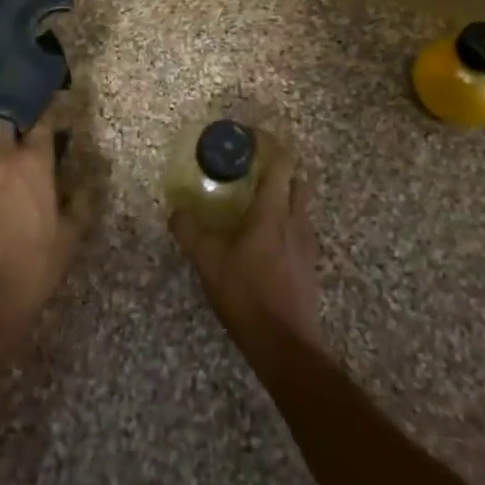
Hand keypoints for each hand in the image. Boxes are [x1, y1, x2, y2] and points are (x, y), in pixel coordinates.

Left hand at [0, 101, 83, 344]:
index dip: (47, 113)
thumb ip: (80, 200)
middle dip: (7, 122)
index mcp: (34, 162)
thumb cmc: (34, 266)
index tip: (50, 110)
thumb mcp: (70, 236)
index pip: (42, 120)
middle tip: (12, 134)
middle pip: (1, 121)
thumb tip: (87, 178)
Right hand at [170, 154, 321, 357]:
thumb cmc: (247, 295)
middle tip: (251, 169)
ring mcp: (307, 244)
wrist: (286, 347)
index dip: (268, 144)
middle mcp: (296, 221)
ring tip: (254, 203)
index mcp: (273, 212)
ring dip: (282, 195)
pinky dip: (284, 222)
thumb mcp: (208, 262)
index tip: (249, 137)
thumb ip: (190, 231)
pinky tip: (264, 240)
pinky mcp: (309, 266)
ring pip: (300, 205)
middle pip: (296, 180)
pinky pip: (299, 230)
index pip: (281, 163)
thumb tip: (176, 210)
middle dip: (278, 167)